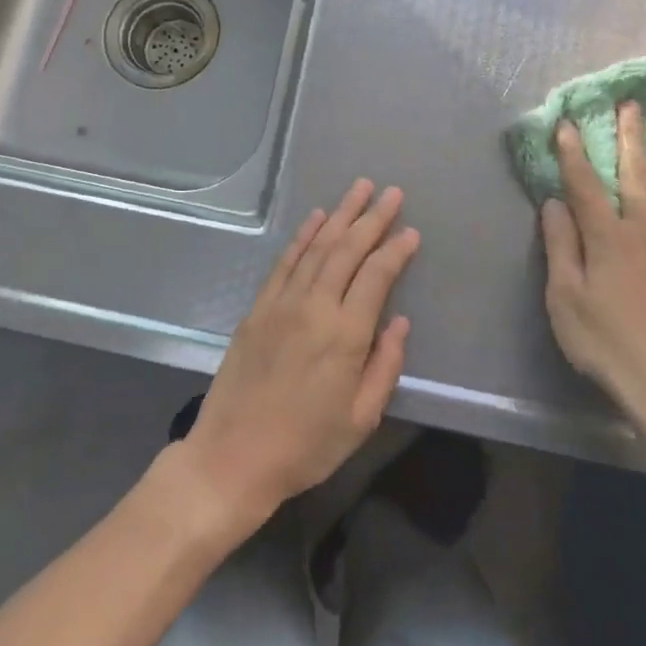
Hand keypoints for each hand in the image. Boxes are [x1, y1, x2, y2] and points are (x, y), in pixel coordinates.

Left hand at [180, 180, 419, 531]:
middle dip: (372, 218)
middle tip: (392, 192)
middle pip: (347, 250)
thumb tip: (399, 322)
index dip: (396, 250)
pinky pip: (285, 262)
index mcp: (345, 334)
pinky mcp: (258, 309)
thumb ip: (385, 365)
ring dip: (340, 215)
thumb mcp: (361, 418)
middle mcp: (314, 307)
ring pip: (316, 247)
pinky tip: (316, 219)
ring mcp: (282, 304)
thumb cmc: (306, 446)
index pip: (377, 276)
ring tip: (358, 189)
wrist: (233, 456)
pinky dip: (303, 236)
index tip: (411, 231)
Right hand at [541, 105, 645, 461]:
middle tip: (632, 103)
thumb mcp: (564, 298)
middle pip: (637, 177)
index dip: (574, 153)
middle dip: (631, 138)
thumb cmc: (604, 342)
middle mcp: (645, 234)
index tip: (566, 123)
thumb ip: (561, 246)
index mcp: (608, 239)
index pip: (586, 186)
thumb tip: (553, 203)